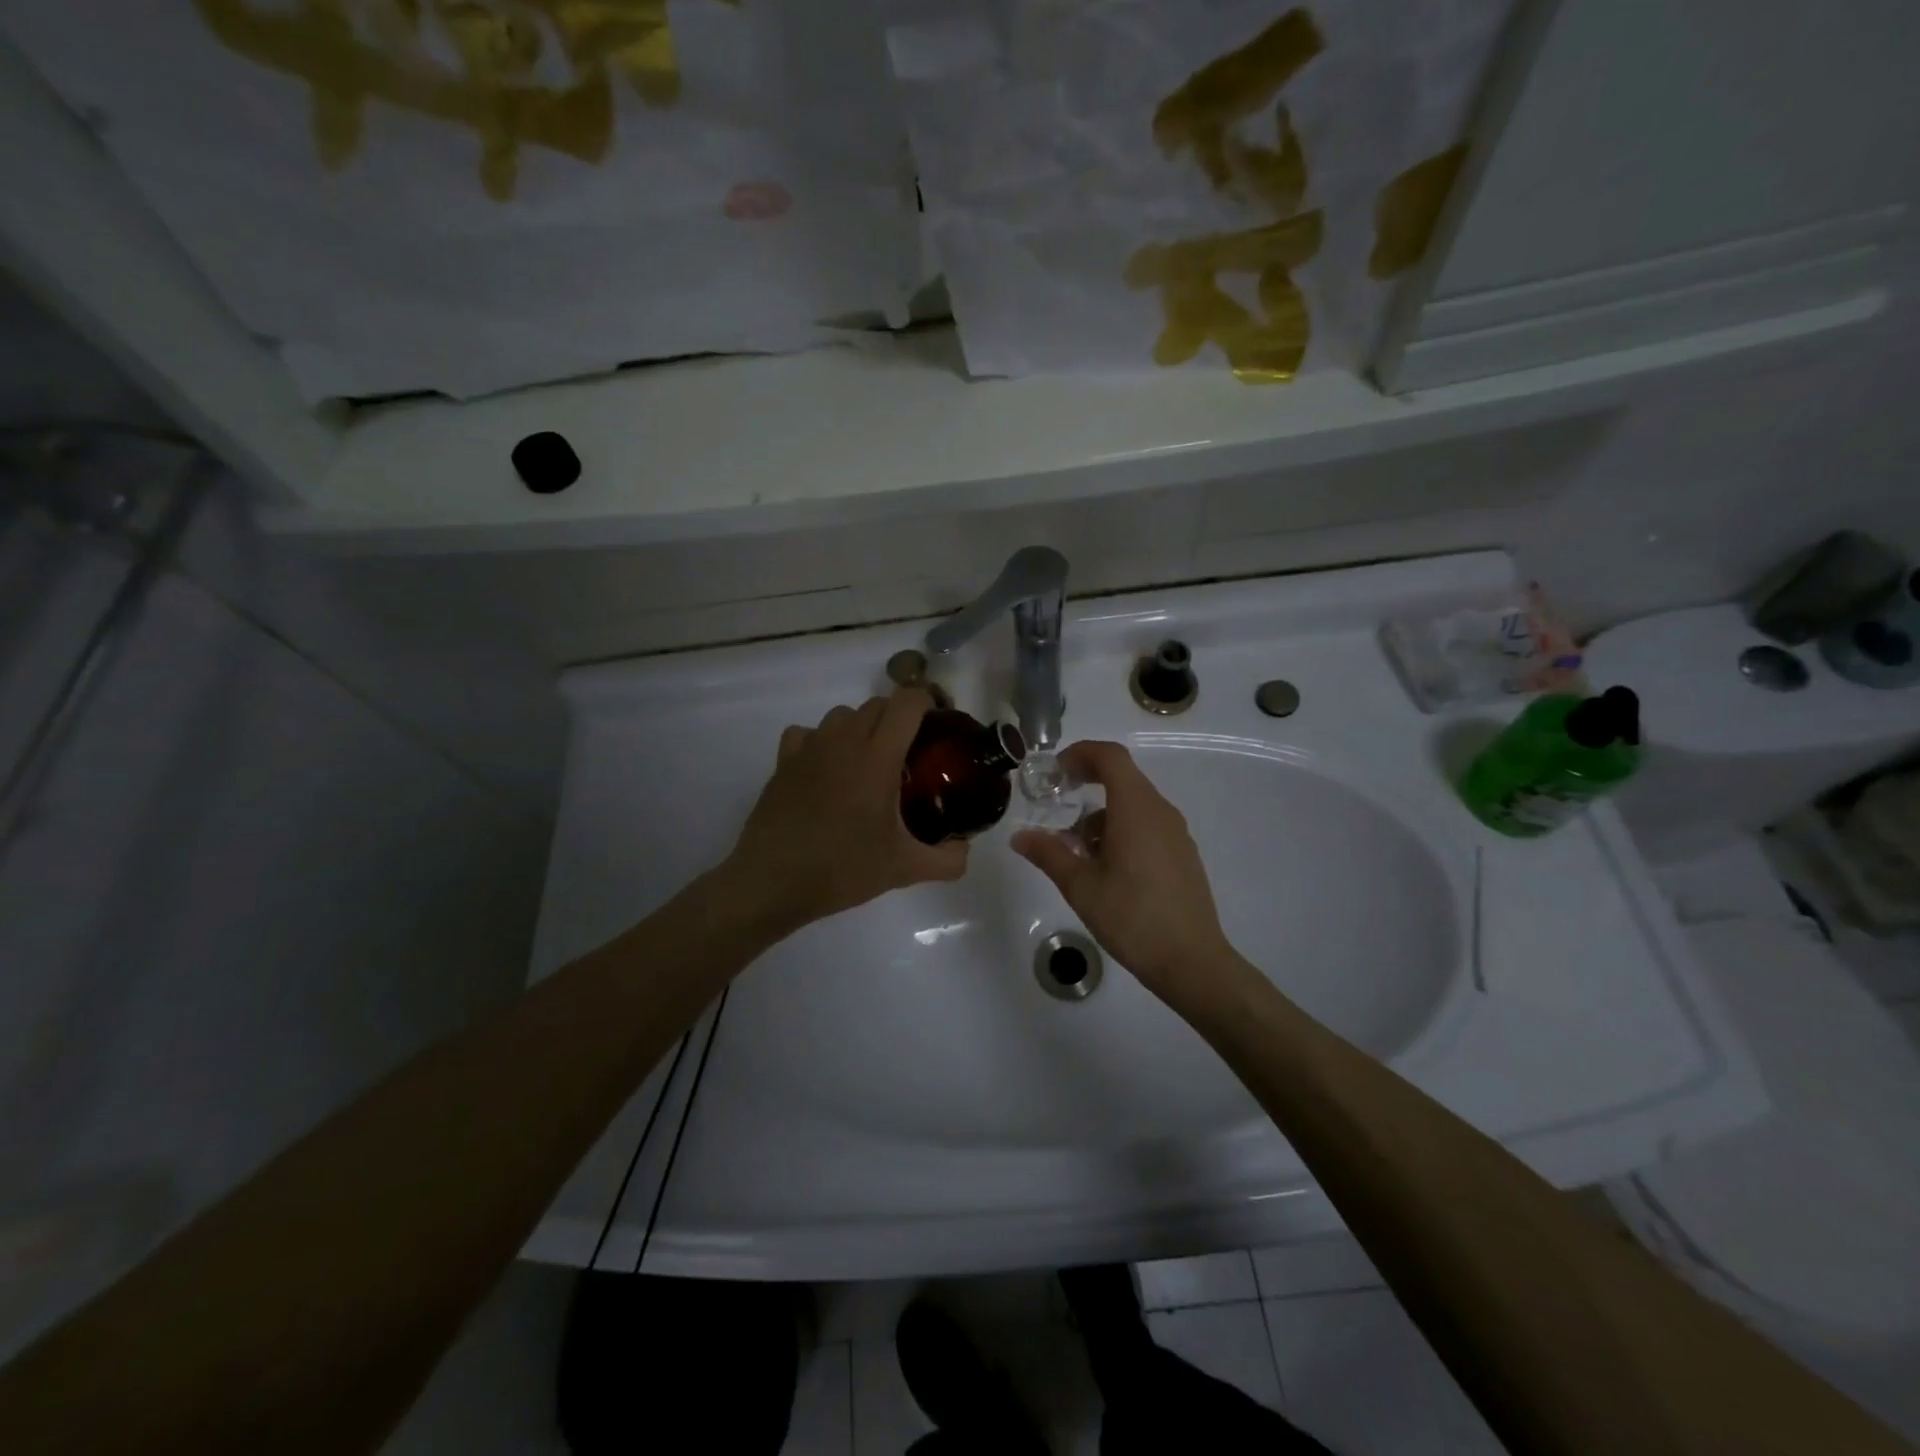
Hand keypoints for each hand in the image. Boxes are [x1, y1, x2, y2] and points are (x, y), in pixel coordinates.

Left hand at [726, 689, 966, 934]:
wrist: (772, 882)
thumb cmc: (842, 869)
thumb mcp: (904, 869)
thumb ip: (947, 860)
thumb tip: (965, 850)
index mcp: (878, 757)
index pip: (908, 703)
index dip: (928, 704)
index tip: (937, 727)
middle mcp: (844, 741)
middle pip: (878, 705)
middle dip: (899, 719)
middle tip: (909, 754)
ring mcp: (810, 748)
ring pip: (842, 715)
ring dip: (861, 728)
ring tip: (867, 762)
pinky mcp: (783, 761)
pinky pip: (807, 733)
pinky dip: (821, 741)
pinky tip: (825, 770)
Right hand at [1011, 740, 1237, 998]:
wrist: (1191, 961)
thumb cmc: (1132, 918)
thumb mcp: (1080, 886)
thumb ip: (1049, 854)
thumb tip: (1019, 836)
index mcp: (1136, 809)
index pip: (1110, 757)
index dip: (1080, 753)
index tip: (1055, 771)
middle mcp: (1160, 812)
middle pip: (1122, 778)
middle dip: (1085, 784)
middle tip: (1055, 804)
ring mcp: (1176, 834)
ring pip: (1133, 805)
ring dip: (1100, 813)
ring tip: (1074, 850)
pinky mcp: (1182, 855)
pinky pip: (1147, 825)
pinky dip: (1120, 830)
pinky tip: (1104, 868)